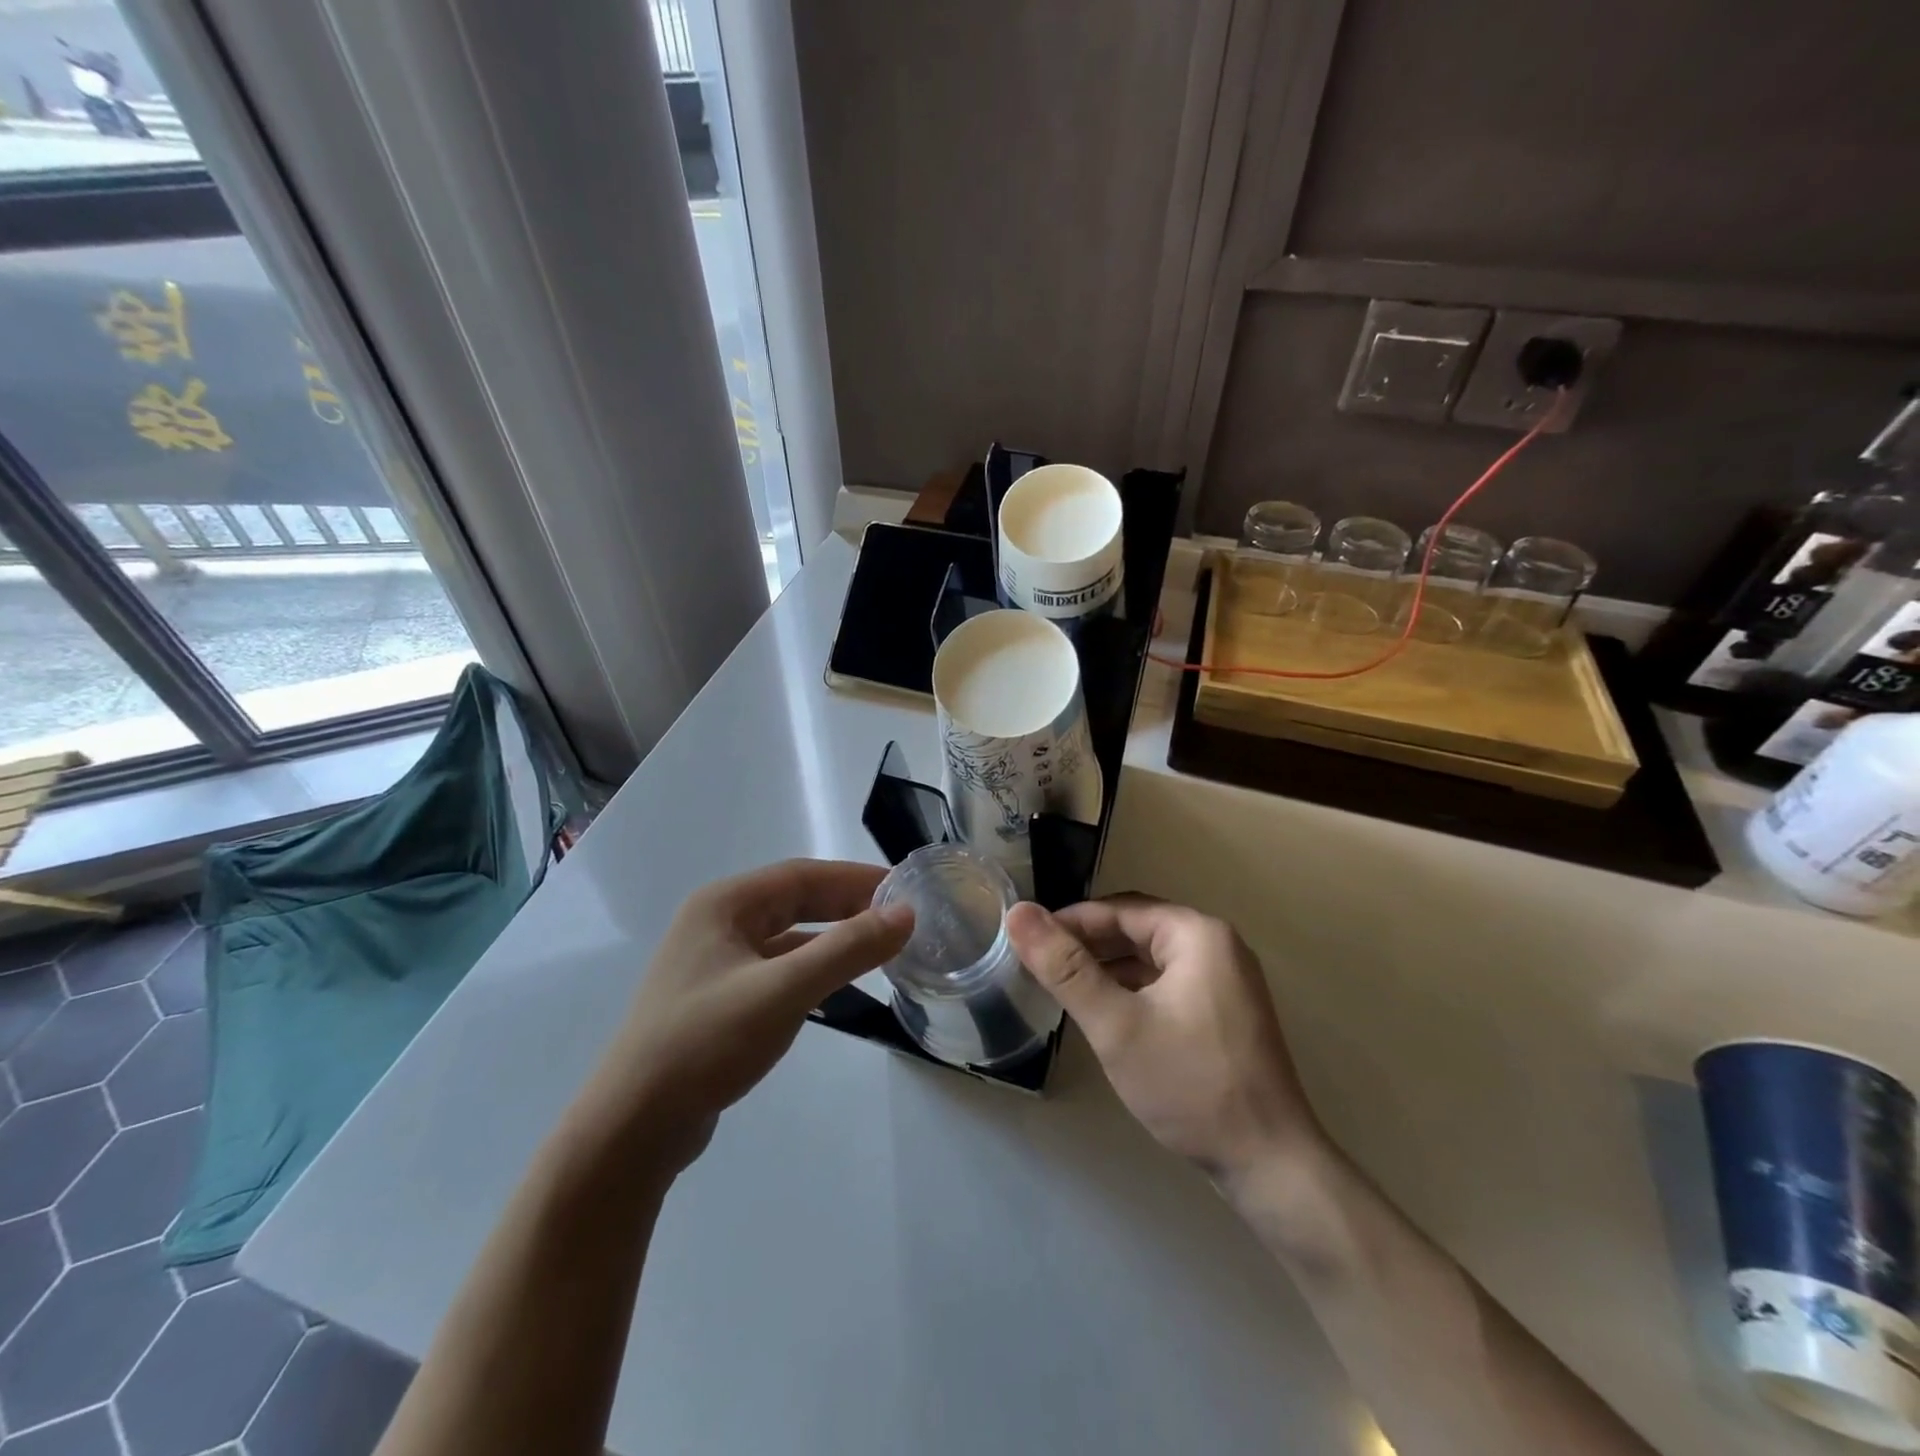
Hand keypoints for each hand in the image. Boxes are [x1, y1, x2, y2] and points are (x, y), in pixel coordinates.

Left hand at [584, 859, 912, 1171]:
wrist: (631, 1129)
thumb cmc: (705, 1044)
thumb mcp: (784, 991)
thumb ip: (847, 949)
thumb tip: (905, 914)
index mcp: (723, 904)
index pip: (802, 875)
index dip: (856, 878)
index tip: (904, 889)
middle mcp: (716, 922)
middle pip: (794, 900)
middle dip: (846, 905)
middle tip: (899, 917)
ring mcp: (713, 961)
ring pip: (787, 935)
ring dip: (831, 936)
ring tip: (879, 945)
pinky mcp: (717, 997)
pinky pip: (776, 966)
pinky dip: (811, 966)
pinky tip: (837, 982)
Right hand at [1006, 896, 1324, 1184]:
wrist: (1270, 1165)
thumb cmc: (1190, 1085)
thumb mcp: (1115, 1024)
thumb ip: (1065, 968)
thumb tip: (1018, 912)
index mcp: (1198, 933)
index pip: (1119, 910)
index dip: (1069, 922)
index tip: (1027, 941)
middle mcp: (1217, 944)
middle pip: (1137, 928)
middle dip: (1088, 943)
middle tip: (1040, 965)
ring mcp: (1226, 980)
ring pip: (1151, 957)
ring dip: (1108, 966)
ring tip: (1062, 986)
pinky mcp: (1225, 1011)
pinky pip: (1167, 982)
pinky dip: (1133, 988)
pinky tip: (1104, 1010)